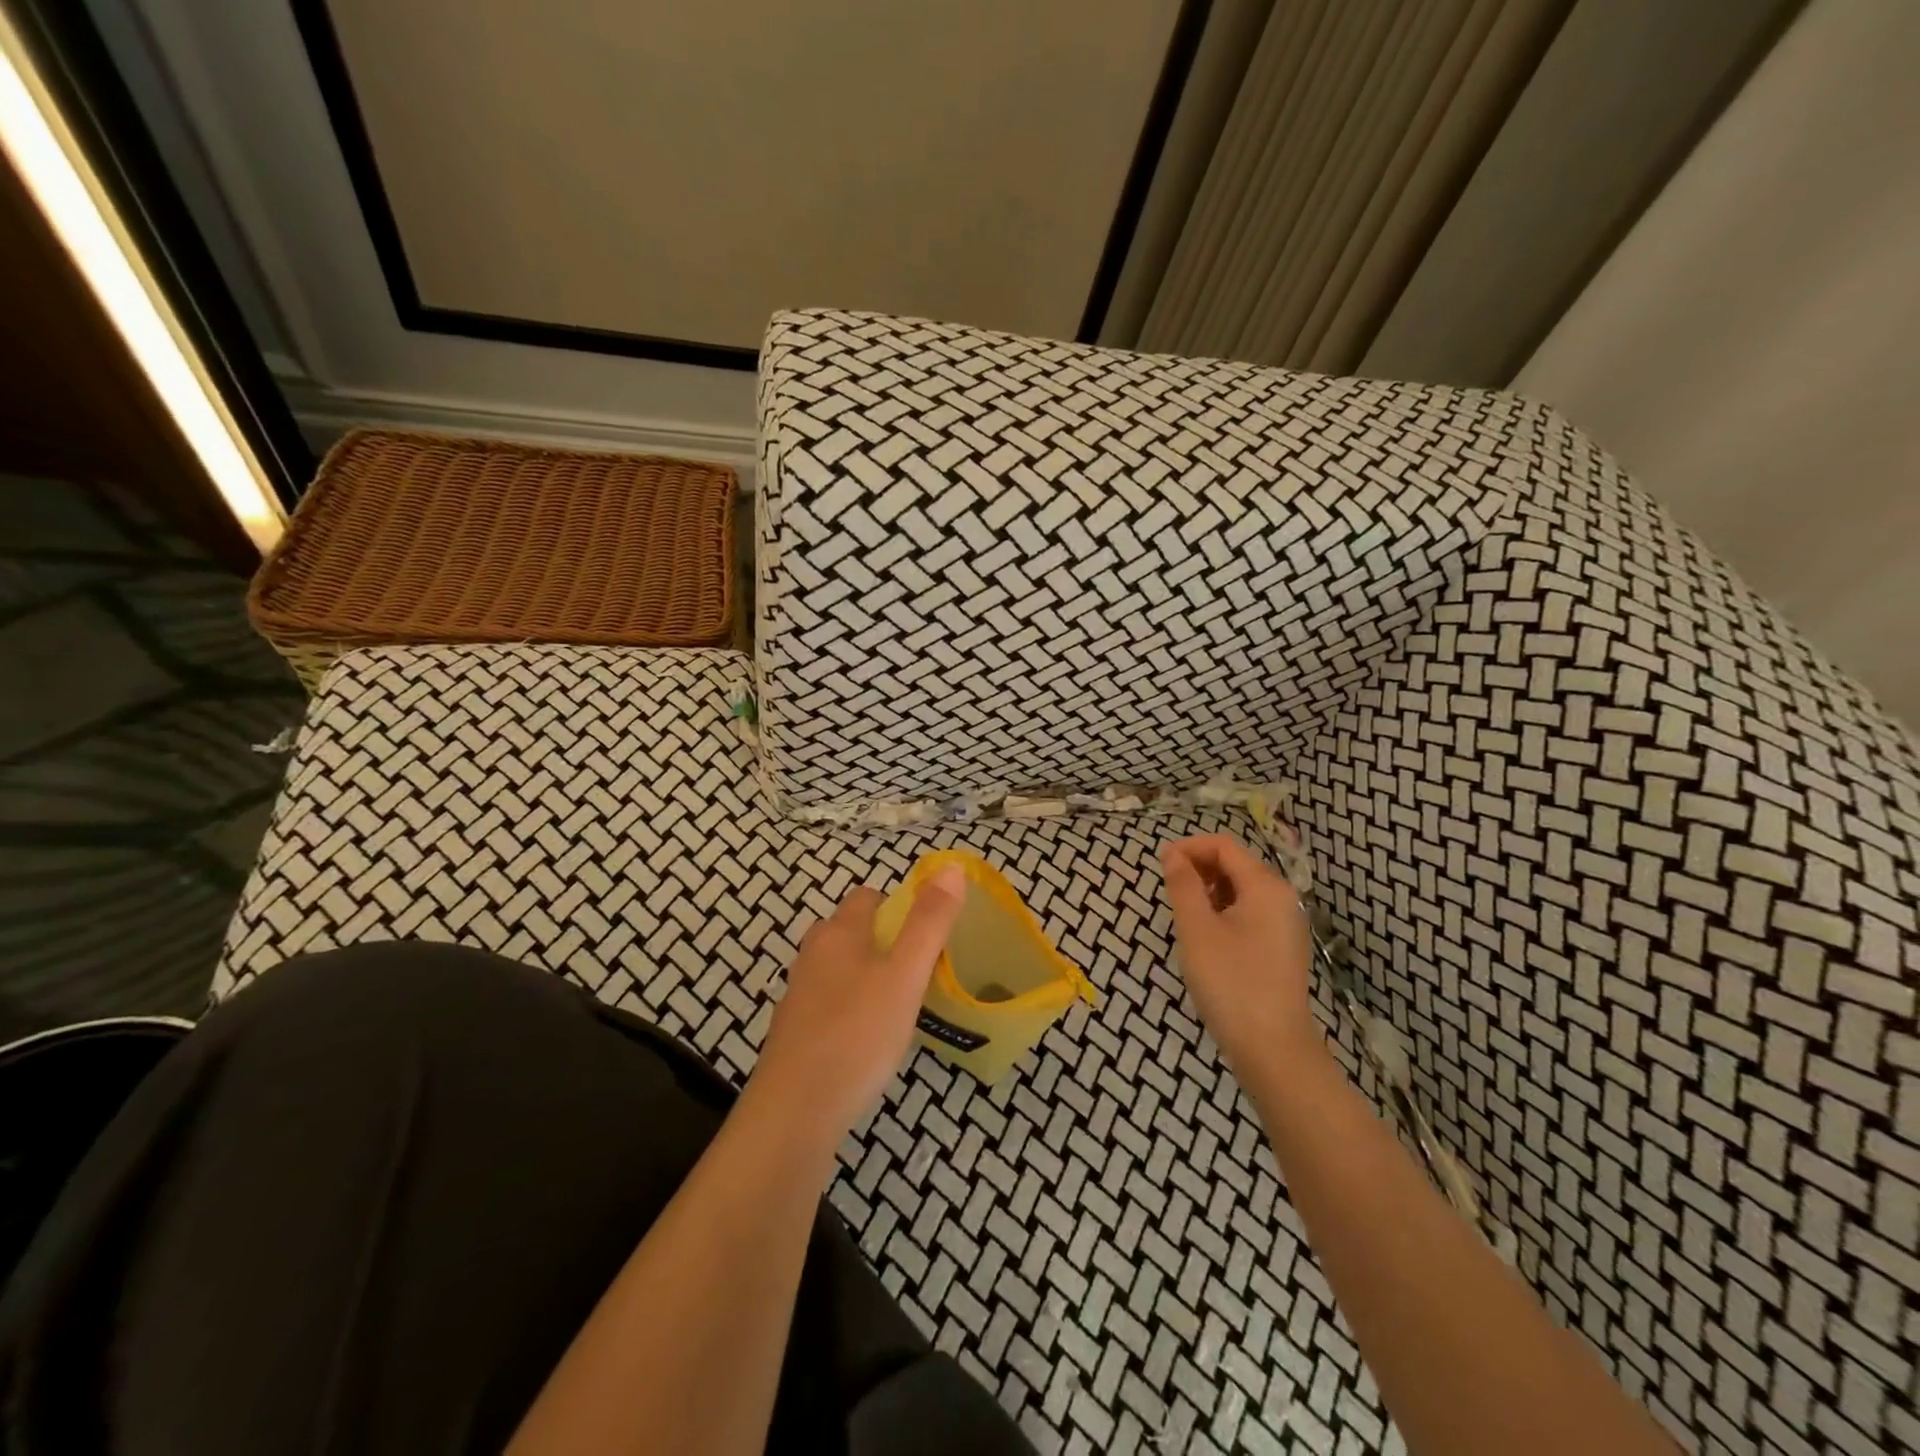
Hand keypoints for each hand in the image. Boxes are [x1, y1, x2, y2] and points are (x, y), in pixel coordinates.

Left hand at [751, 865, 966, 1146]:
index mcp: (839, 932)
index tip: (925, 934)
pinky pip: (829, 1003)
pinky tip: (868, 1039)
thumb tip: (951, 868)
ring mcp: (798, 993)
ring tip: (899, 1005)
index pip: (868, 897)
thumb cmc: (858, 1033)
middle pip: (850, 931)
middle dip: (883, 941)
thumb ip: (929, 922)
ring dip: (867, 976)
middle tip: (918, 970)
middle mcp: (813, 954)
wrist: (796, 1110)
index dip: (898, 906)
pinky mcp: (794, 1030)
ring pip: (839, 968)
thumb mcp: (906, 974)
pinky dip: (850, 1008)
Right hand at [1160, 834, 1321, 1088]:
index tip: (1159, 865)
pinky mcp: (1281, 948)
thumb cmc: (1230, 982)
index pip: (1224, 846)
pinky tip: (1205, 939)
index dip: (1189, 848)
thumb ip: (1183, 885)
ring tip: (1183, 916)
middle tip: (1168, 892)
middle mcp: (1282, 898)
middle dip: (1199, 869)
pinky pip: (1249, 913)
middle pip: (1235, 864)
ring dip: (1209, 892)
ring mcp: (1285, 924)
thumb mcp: (1196, 929)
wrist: (1273, 1049)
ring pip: (1241, 890)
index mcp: (1265, 886)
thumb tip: (1172, 854)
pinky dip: (1223, 913)